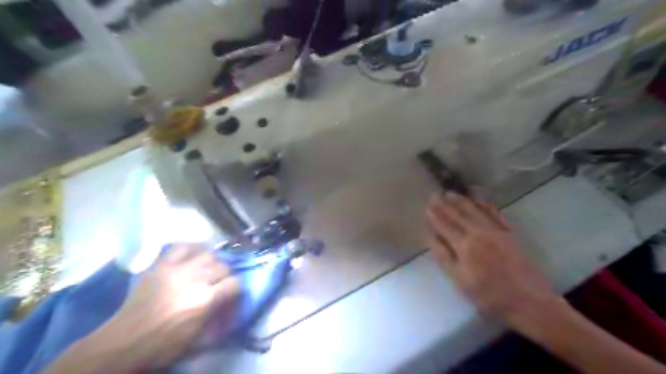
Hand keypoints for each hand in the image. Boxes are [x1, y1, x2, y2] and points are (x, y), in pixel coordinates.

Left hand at [95, 244, 237, 369]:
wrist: (124, 342)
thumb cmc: (164, 344)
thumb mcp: (199, 339)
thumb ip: (219, 320)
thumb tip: (232, 307)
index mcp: (206, 299)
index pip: (235, 283)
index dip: (236, 288)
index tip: (231, 293)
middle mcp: (196, 279)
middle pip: (223, 266)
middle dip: (225, 275)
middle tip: (218, 283)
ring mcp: (177, 269)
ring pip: (207, 254)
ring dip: (212, 261)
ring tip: (208, 267)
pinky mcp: (161, 265)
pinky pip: (181, 247)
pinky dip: (191, 248)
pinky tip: (194, 253)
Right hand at [427, 193, 560, 330]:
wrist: (532, 303)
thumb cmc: (490, 297)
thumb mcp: (461, 281)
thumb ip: (445, 257)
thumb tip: (431, 237)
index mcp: (464, 245)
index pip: (445, 225)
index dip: (435, 215)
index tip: (427, 206)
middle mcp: (479, 232)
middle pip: (458, 215)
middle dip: (445, 204)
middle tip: (435, 194)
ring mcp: (496, 231)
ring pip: (475, 210)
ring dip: (462, 200)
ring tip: (451, 193)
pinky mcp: (510, 233)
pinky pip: (494, 213)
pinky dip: (484, 204)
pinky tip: (479, 200)